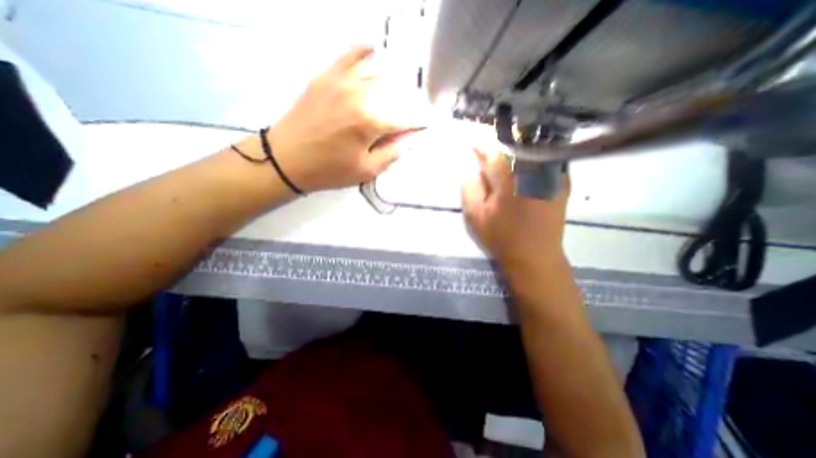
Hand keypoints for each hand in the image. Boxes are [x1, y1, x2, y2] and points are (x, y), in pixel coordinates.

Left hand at [270, 47, 433, 193]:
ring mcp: (342, 81)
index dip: (417, 123)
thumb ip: (391, 153)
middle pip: (394, 93)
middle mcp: (360, 95)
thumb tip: (408, 139)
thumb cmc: (329, 170)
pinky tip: (373, 50)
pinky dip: (364, 51)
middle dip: (405, 104)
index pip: (405, 119)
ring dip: (392, 81)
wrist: (287, 159)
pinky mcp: (326, 77)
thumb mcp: (366, 171)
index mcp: (371, 122)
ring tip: (397, 90)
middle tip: (405, 116)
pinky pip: (349, 55)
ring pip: (377, 72)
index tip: (424, 126)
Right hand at [461, 149, 568, 273]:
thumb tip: (470, 166)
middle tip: (484, 147)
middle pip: (514, 142)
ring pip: (531, 146)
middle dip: (497, 141)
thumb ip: (470, 187)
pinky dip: (530, 154)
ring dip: (513, 145)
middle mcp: (536, 169)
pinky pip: (544, 157)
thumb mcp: (476, 215)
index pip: (494, 149)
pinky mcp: (562, 180)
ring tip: (500, 151)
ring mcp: (553, 173)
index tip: (469, 139)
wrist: (536, 257)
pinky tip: (520, 162)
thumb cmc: (502, 237)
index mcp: (512, 177)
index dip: (479, 142)